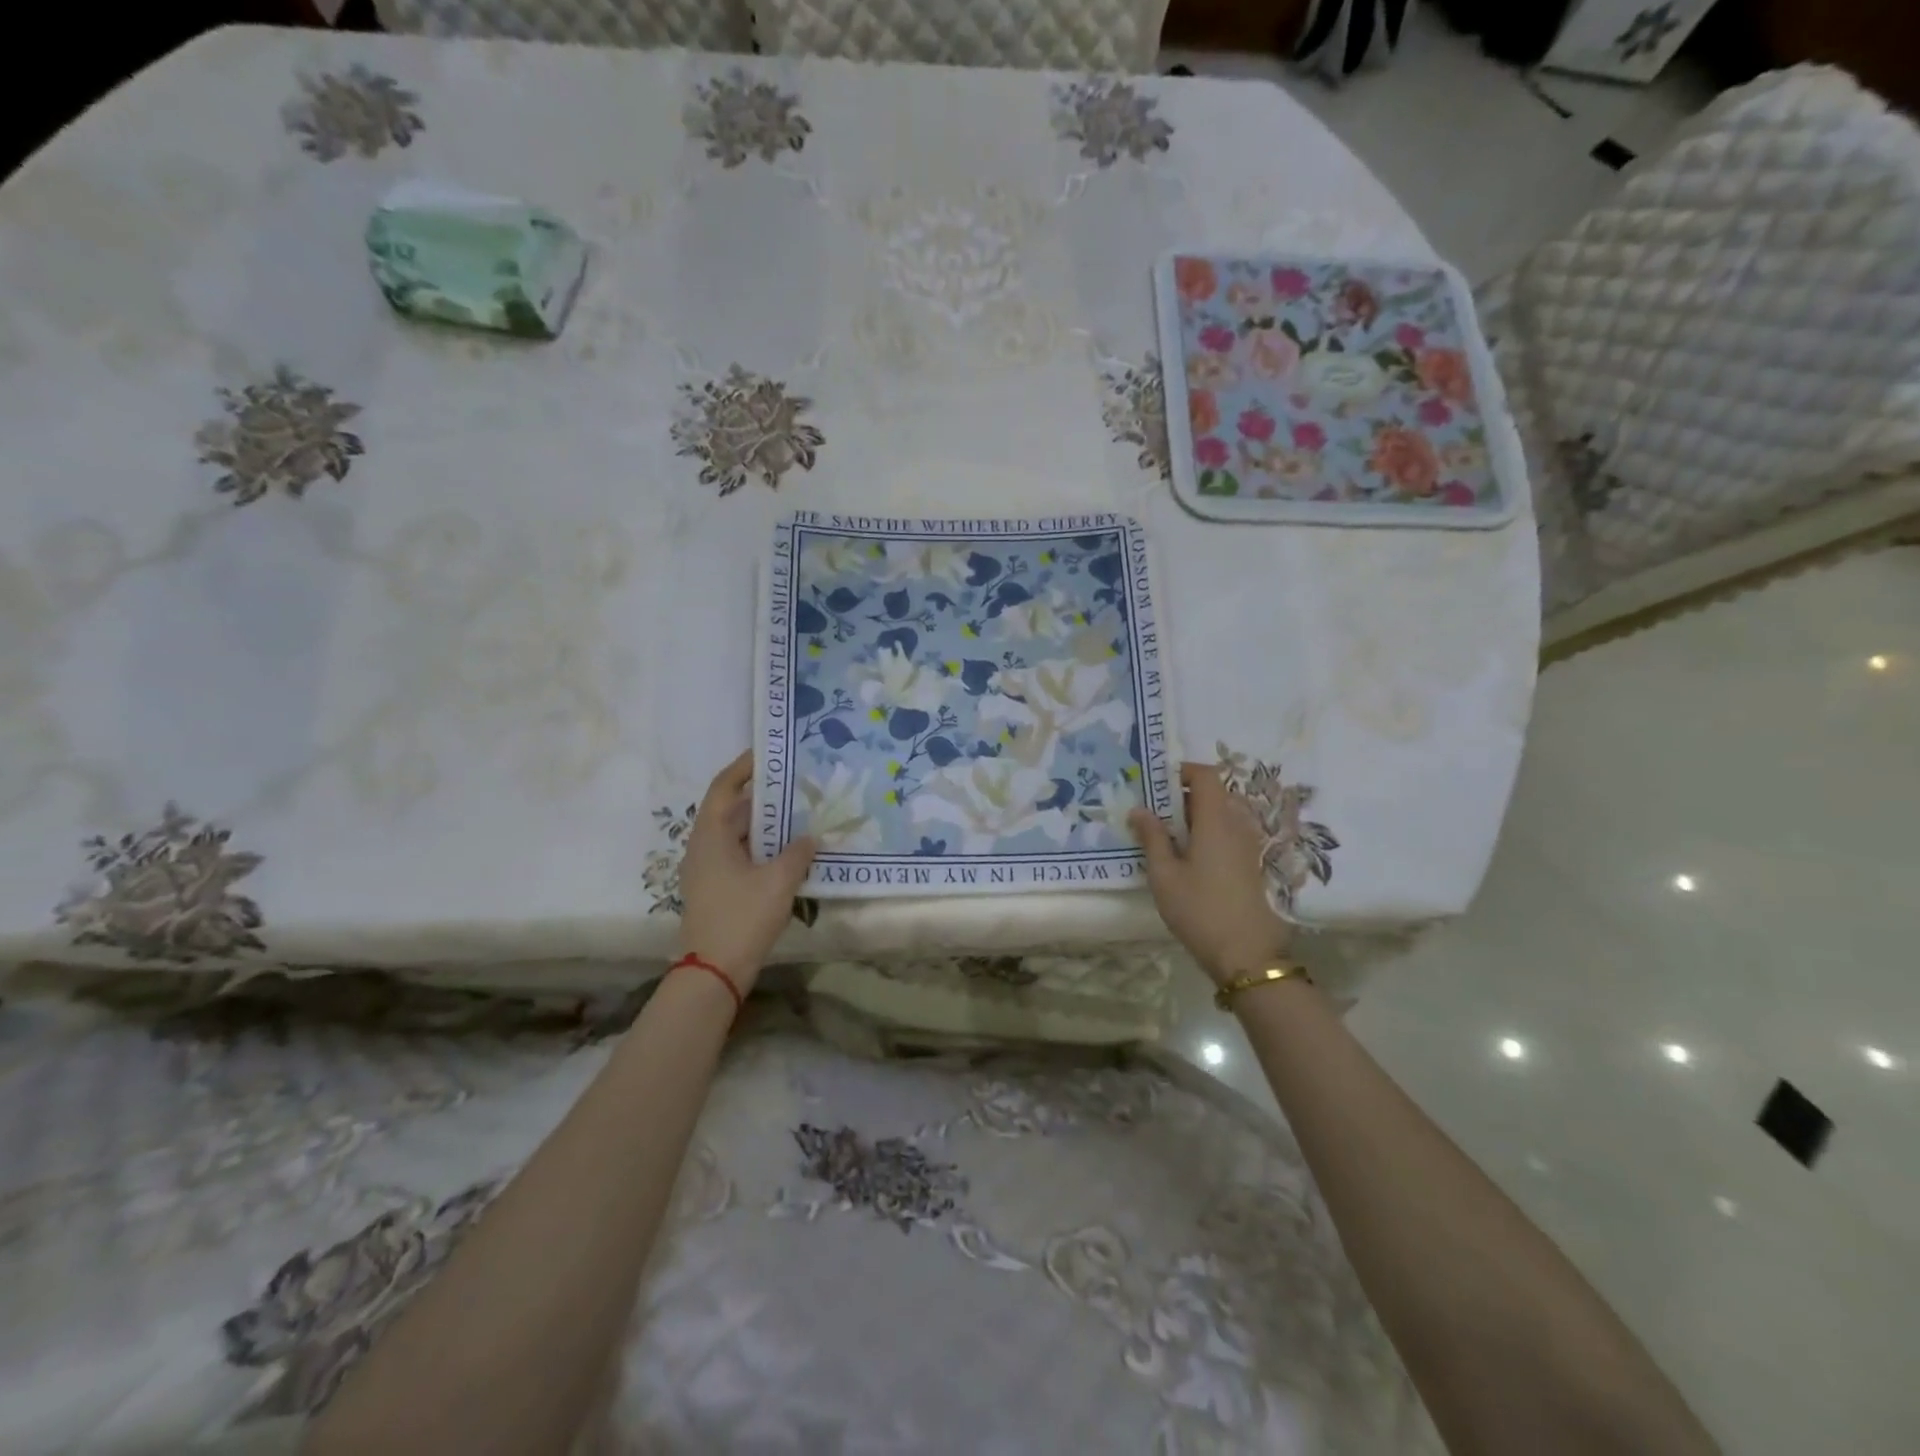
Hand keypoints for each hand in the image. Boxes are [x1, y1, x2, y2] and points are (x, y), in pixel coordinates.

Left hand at [676, 752, 816, 993]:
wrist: (714, 972)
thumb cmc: (742, 917)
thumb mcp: (778, 881)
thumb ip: (797, 853)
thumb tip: (809, 836)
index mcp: (711, 836)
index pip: (724, 787)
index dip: (744, 767)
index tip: (768, 754)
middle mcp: (703, 847)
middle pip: (731, 809)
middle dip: (762, 796)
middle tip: (795, 784)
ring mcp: (707, 870)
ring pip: (737, 835)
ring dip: (764, 824)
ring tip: (798, 814)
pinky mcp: (716, 889)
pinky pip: (739, 855)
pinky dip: (761, 847)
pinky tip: (788, 853)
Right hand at [1131, 761, 1292, 985]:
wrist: (1249, 956)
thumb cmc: (1200, 911)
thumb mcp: (1164, 875)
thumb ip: (1152, 837)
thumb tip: (1139, 809)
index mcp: (1216, 821)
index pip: (1207, 775)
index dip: (1184, 772)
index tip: (1159, 784)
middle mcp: (1240, 825)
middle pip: (1216, 794)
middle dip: (1186, 797)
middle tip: (1158, 815)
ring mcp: (1252, 846)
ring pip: (1226, 815)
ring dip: (1200, 817)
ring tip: (1173, 839)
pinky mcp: (1257, 865)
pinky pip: (1233, 834)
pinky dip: (1213, 834)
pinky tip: (1194, 860)